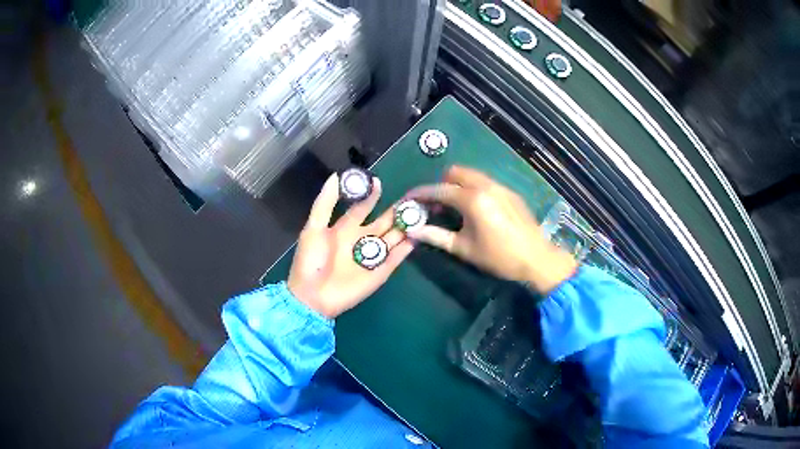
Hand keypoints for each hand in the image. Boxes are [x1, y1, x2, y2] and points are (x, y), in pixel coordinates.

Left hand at [288, 174, 414, 318]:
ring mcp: (373, 256)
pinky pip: (396, 257)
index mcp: (344, 228)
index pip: (362, 207)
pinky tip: (417, 236)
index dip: (371, 195)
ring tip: (419, 214)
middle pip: (383, 222)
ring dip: (405, 227)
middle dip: (396, 211)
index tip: (379, 182)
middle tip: (412, 198)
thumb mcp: (314, 228)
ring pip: (393, 238)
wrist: (312, 296)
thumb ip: (325, 203)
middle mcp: (361, 239)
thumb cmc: (311, 261)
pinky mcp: (381, 272)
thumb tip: (336, 176)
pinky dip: (406, 248)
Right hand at [405, 166, 576, 293]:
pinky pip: (486, 182)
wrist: (536, 258)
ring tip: (455, 207)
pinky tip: (476, 210)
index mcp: (472, 199)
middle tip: (436, 205)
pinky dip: (474, 189)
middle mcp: (485, 186)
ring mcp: (500, 187)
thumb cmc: (498, 257)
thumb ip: (436, 236)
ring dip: (458, 185)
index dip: (421, 194)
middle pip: (455, 172)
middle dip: (441, 184)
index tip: (409, 199)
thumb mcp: (464, 249)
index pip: (439, 190)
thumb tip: (413, 231)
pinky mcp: (510, 192)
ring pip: (472, 175)